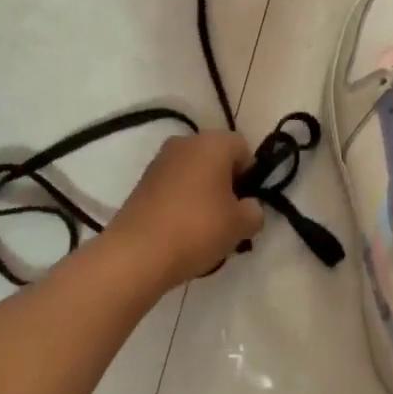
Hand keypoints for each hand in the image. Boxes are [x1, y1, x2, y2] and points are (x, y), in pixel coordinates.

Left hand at [103, 131, 263, 288]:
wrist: (138, 251)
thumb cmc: (197, 228)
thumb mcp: (240, 225)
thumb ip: (254, 211)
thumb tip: (249, 207)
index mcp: (213, 142)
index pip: (243, 148)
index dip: (250, 175)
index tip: (247, 203)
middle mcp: (185, 142)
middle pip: (216, 157)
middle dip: (226, 183)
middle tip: (229, 216)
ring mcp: (160, 160)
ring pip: (194, 171)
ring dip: (203, 191)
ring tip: (205, 227)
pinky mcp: (143, 181)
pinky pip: (173, 184)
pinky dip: (182, 200)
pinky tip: (182, 229)